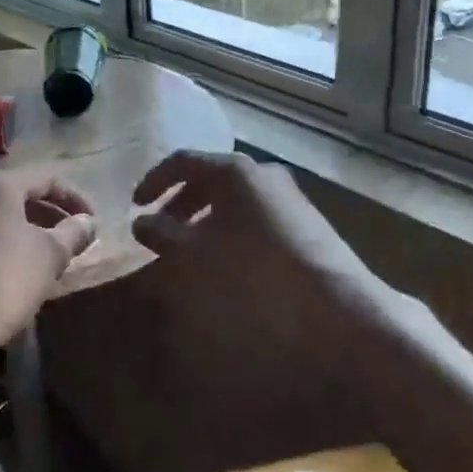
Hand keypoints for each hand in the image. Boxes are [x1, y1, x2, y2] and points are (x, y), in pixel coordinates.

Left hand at [0, 171, 97, 355]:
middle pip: (18, 196)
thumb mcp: (51, 255)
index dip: (75, 199)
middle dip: (49, 215)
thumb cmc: (6, 280)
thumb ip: (73, 233)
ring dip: (25, 231)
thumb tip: (87, 222)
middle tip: (72, 239)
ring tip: (47, 256)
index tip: (92, 223)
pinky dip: (1, 245)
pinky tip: (15, 270)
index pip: (46, 180)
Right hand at [131, 150, 374, 324]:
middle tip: (160, 228)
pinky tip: (227, 262)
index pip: (183, 161)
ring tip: (190, 249)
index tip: (135, 205)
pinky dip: (231, 230)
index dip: (154, 181)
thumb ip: (164, 234)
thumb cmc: (253, 275)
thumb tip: (142, 221)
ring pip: (235, 200)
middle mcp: (263, 174)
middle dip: (181, 202)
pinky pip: (255, 217)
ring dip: (206, 219)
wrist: (337, 310)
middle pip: (211, 179)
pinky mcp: (306, 224)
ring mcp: (289, 197)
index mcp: (234, 171)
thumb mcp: (194, 256)